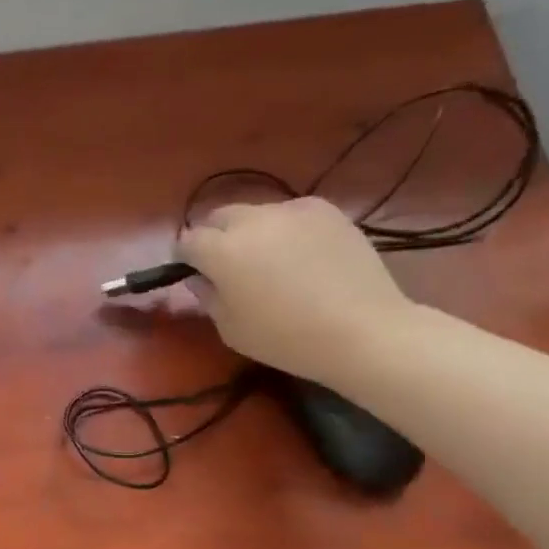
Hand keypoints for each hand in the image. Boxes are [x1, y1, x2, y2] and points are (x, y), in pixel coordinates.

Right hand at [176, 198, 415, 382]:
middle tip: (228, 266)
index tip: (194, 274)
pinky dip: (286, 228)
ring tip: (270, 260)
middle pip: (219, 217)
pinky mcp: (327, 211)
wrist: (362, 330)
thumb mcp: (230, 328)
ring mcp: (292, 210)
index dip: (186, 258)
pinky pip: (292, 213)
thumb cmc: (285, 338)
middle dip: (215, 236)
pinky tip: (302, 255)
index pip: (187, 241)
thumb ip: (208, 296)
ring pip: (256, 213)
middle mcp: (252, 220)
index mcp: (221, 250)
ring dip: (251, 231)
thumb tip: (200, 277)